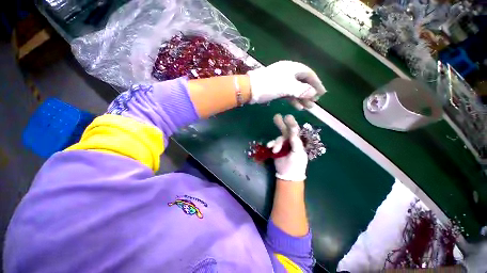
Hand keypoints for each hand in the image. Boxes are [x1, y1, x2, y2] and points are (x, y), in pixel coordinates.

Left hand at [247, 61, 325, 108]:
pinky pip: (288, 94)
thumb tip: (314, 93)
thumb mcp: (287, 87)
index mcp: (292, 68)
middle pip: (302, 83)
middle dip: (309, 93)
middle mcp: (288, 73)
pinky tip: (297, 107)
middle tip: (314, 103)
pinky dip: (293, 100)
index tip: (322, 93)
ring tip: (308, 108)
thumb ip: (301, 90)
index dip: (316, 83)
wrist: (251, 89)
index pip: (309, 74)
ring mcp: (282, 81)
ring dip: (301, 98)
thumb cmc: (270, 85)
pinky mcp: (276, 89)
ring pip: (295, 90)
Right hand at [267, 114, 307, 181]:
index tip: (287, 117)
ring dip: (276, 142)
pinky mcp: (276, 149)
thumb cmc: (296, 164)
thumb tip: (293, 130)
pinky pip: (273, 143)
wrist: (287, 174)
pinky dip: (271, 144)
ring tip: (275, 150)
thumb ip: (296, 142)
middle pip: (285, 130)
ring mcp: (283, 145)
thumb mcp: (298, 153)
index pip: (295, 130)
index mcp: (297, 141)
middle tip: (276, 116)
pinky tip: (269, 146)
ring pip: (278, 138)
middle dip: (281, 124)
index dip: (291, 123)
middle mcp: (290, 141)